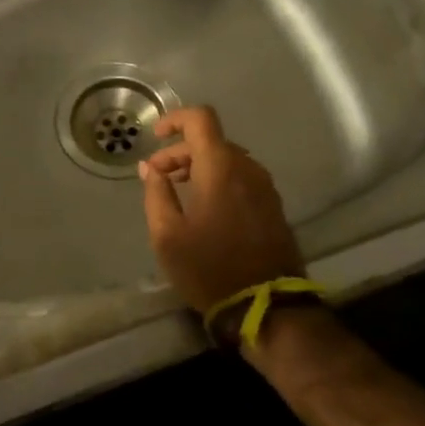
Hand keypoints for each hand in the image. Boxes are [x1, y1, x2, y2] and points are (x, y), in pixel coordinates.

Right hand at [138, 106, 305, 314]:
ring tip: (177, 192)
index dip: (175, 119)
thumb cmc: (208, 268)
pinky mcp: (273, 207)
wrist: (265, 306)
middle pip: (212, 141)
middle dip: (180, 152)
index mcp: (220, 168)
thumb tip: (151, 168)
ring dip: (199, 166)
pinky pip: (241, 178)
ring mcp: (265, 188)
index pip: (201, 119)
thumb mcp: (167, 234)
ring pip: (228, 160)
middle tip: (156, 177)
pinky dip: (218, 180)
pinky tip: (203, 207)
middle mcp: (247, 169)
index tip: (155, 136)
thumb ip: (156, 193)